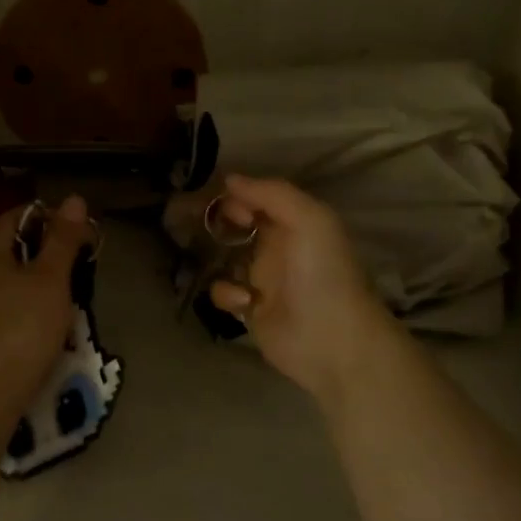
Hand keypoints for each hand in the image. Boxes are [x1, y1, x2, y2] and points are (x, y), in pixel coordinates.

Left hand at [0, 196, 91, 385]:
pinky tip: (42, 323)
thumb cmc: (22, 328)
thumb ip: (62, 238)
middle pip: (12, 245)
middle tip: (78, 271)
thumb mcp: (51, 280)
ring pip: (7, 275)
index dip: (53, 221)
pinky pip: (0, 301)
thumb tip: (73, 199)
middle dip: (47, 254)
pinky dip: (22, 303)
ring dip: (36, 281)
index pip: (19, 215)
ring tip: (66, 299)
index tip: (82, 241)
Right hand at [209, 174, 396, 398]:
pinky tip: (243, 300)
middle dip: (213, 222)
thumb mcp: (309, 220)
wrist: (333, 341)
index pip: (255, 198)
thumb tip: (229, 179)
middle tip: (187, 222)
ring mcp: (261, 278)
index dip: (233, 195)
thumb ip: (271, 194)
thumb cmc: (323, 274)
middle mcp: (275, 246)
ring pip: (223, 257)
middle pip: (235, 225)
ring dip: (212, 256)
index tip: (215, 201)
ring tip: (207, 257)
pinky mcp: (249, 309)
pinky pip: (224, 291)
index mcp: (293, 222)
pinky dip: (226, 293)